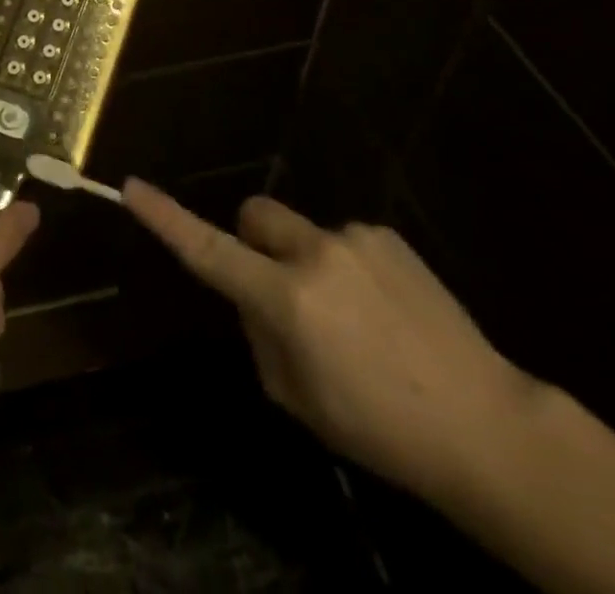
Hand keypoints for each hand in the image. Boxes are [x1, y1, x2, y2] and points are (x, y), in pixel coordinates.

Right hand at [124, 180, 535, 502]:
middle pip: (255, 214)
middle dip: (253, 240)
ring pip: (302, 233)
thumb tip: (253, 295)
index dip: (166, 219)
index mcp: (287, 300)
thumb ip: (260, 334)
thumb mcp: (297, 398)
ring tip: (353, 319)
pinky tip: (383, 311)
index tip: (133, 186)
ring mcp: (354, 238)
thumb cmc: (378, 428)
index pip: (209, 251)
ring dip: (307, 262)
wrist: (482, 423)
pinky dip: (346, 266)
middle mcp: (315, 254)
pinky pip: (343, 240)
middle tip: (279, 290)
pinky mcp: (386, 234)